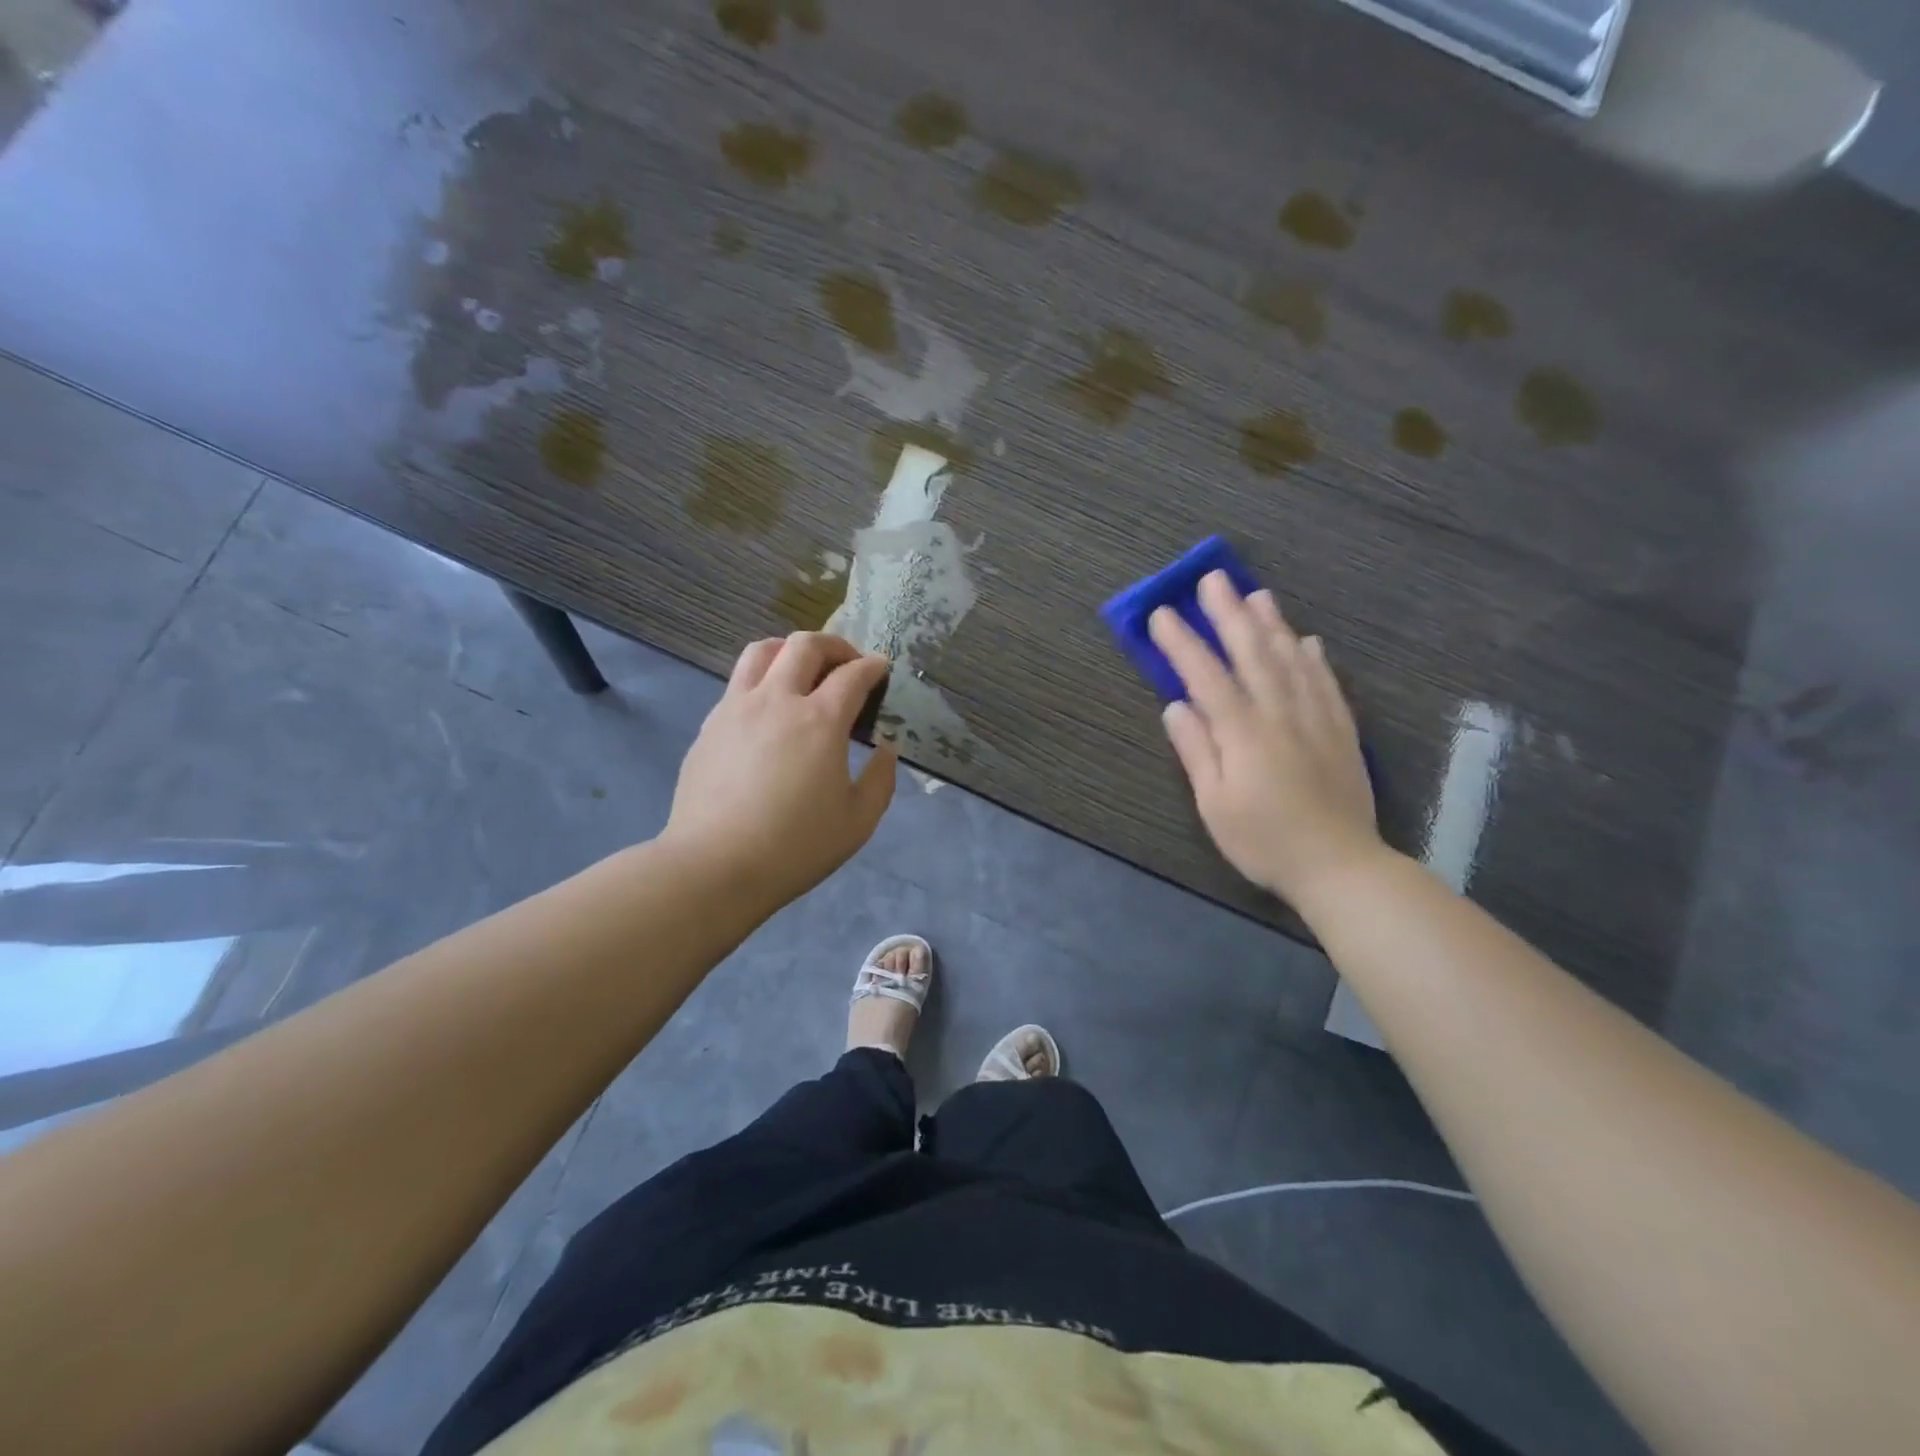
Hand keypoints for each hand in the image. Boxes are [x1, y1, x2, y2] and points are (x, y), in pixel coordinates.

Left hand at [664, 633, 896, 911]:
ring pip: (762, 651)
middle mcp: (777, 700)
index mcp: (820, 721)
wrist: (715, 866)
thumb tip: (885, 750)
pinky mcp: (710, 725)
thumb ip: (880, 779)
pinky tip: (769, 710)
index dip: (873, 667)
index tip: (881, 669)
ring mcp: (736, 708)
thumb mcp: (858, 821)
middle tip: (847, 663)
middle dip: (835, 645)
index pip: (853, 675)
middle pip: (805, 645)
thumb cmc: (795, 847)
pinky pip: (738, 682)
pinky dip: (762, 680)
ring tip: (803, 670)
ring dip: (790, 650)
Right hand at [1149, 572, 1381, 905]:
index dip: (1182, 642)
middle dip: (1228, 614)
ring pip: (1292, 659)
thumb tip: (1175, 706)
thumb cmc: (1263, 840)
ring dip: (1271, 623)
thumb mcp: (1214, 804)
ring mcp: (1316, 718)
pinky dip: (1313, 657)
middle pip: (1252, 653)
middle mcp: (1280, 713)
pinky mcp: (1341, 731)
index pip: (1206, 676)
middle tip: (1213, 578)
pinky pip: (1326, 682)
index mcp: (1243, 732)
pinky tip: (1307, 640)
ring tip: (1256, 594)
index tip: (1161, 613)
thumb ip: (1196, 751)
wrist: (1339, 865)